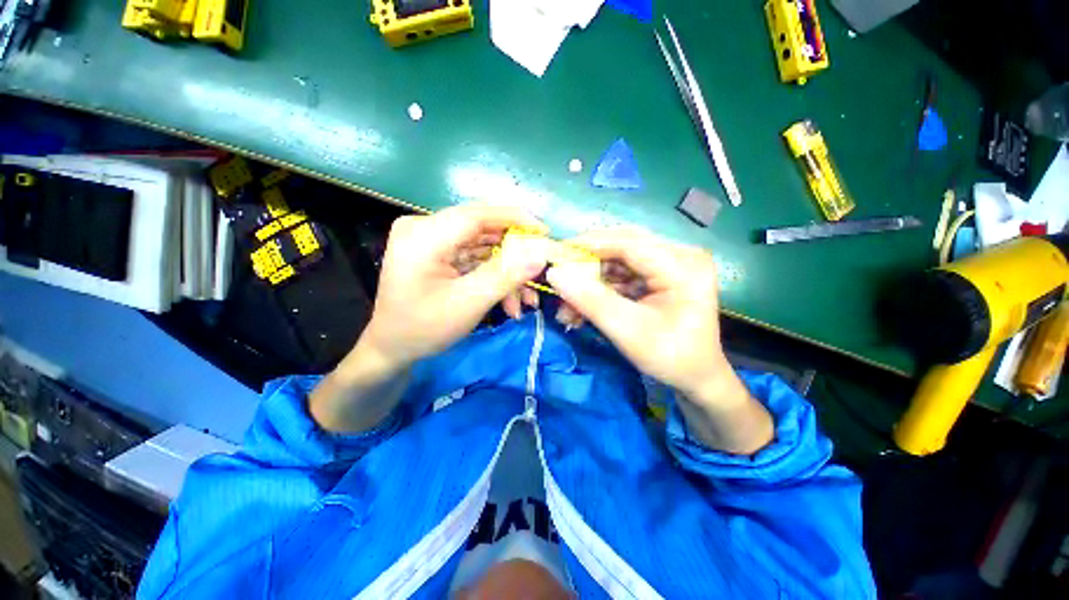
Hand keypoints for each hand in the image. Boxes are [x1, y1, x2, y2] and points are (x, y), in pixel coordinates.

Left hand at [310, 203, 549, 432]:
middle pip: (483, 230)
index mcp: (424, 234)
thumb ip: (505, 276)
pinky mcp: (437, 253)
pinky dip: (493, 276)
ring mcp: (431, 240)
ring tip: (526, 301)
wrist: (392, 349)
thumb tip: (541, 254)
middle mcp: (425, 228)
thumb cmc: (424, 328)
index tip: (544, 232)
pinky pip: (474, 258)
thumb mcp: (468, 303)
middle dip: (514, 256)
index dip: (515, 219)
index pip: (477, 214)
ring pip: (483, 247)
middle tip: (539, 272)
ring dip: (507, 272)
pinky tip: (509, 301)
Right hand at [546, 226, 771, 453]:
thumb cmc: (670, 358)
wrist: (697, 377)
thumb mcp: (628, 331)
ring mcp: (669, 264)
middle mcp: (679, 255)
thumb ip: (591, 301)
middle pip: (622, 246)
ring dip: (590, 281)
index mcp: (683, 266)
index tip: (556, 254)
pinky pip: (622, 274)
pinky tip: (583, 306)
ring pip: (617, 261)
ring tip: (568, 305)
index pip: (629, 242)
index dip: (589, 245)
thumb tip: (554, 273)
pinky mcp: (659, 275)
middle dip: (588, 264)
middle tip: (560, 278)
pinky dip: (600, 289)